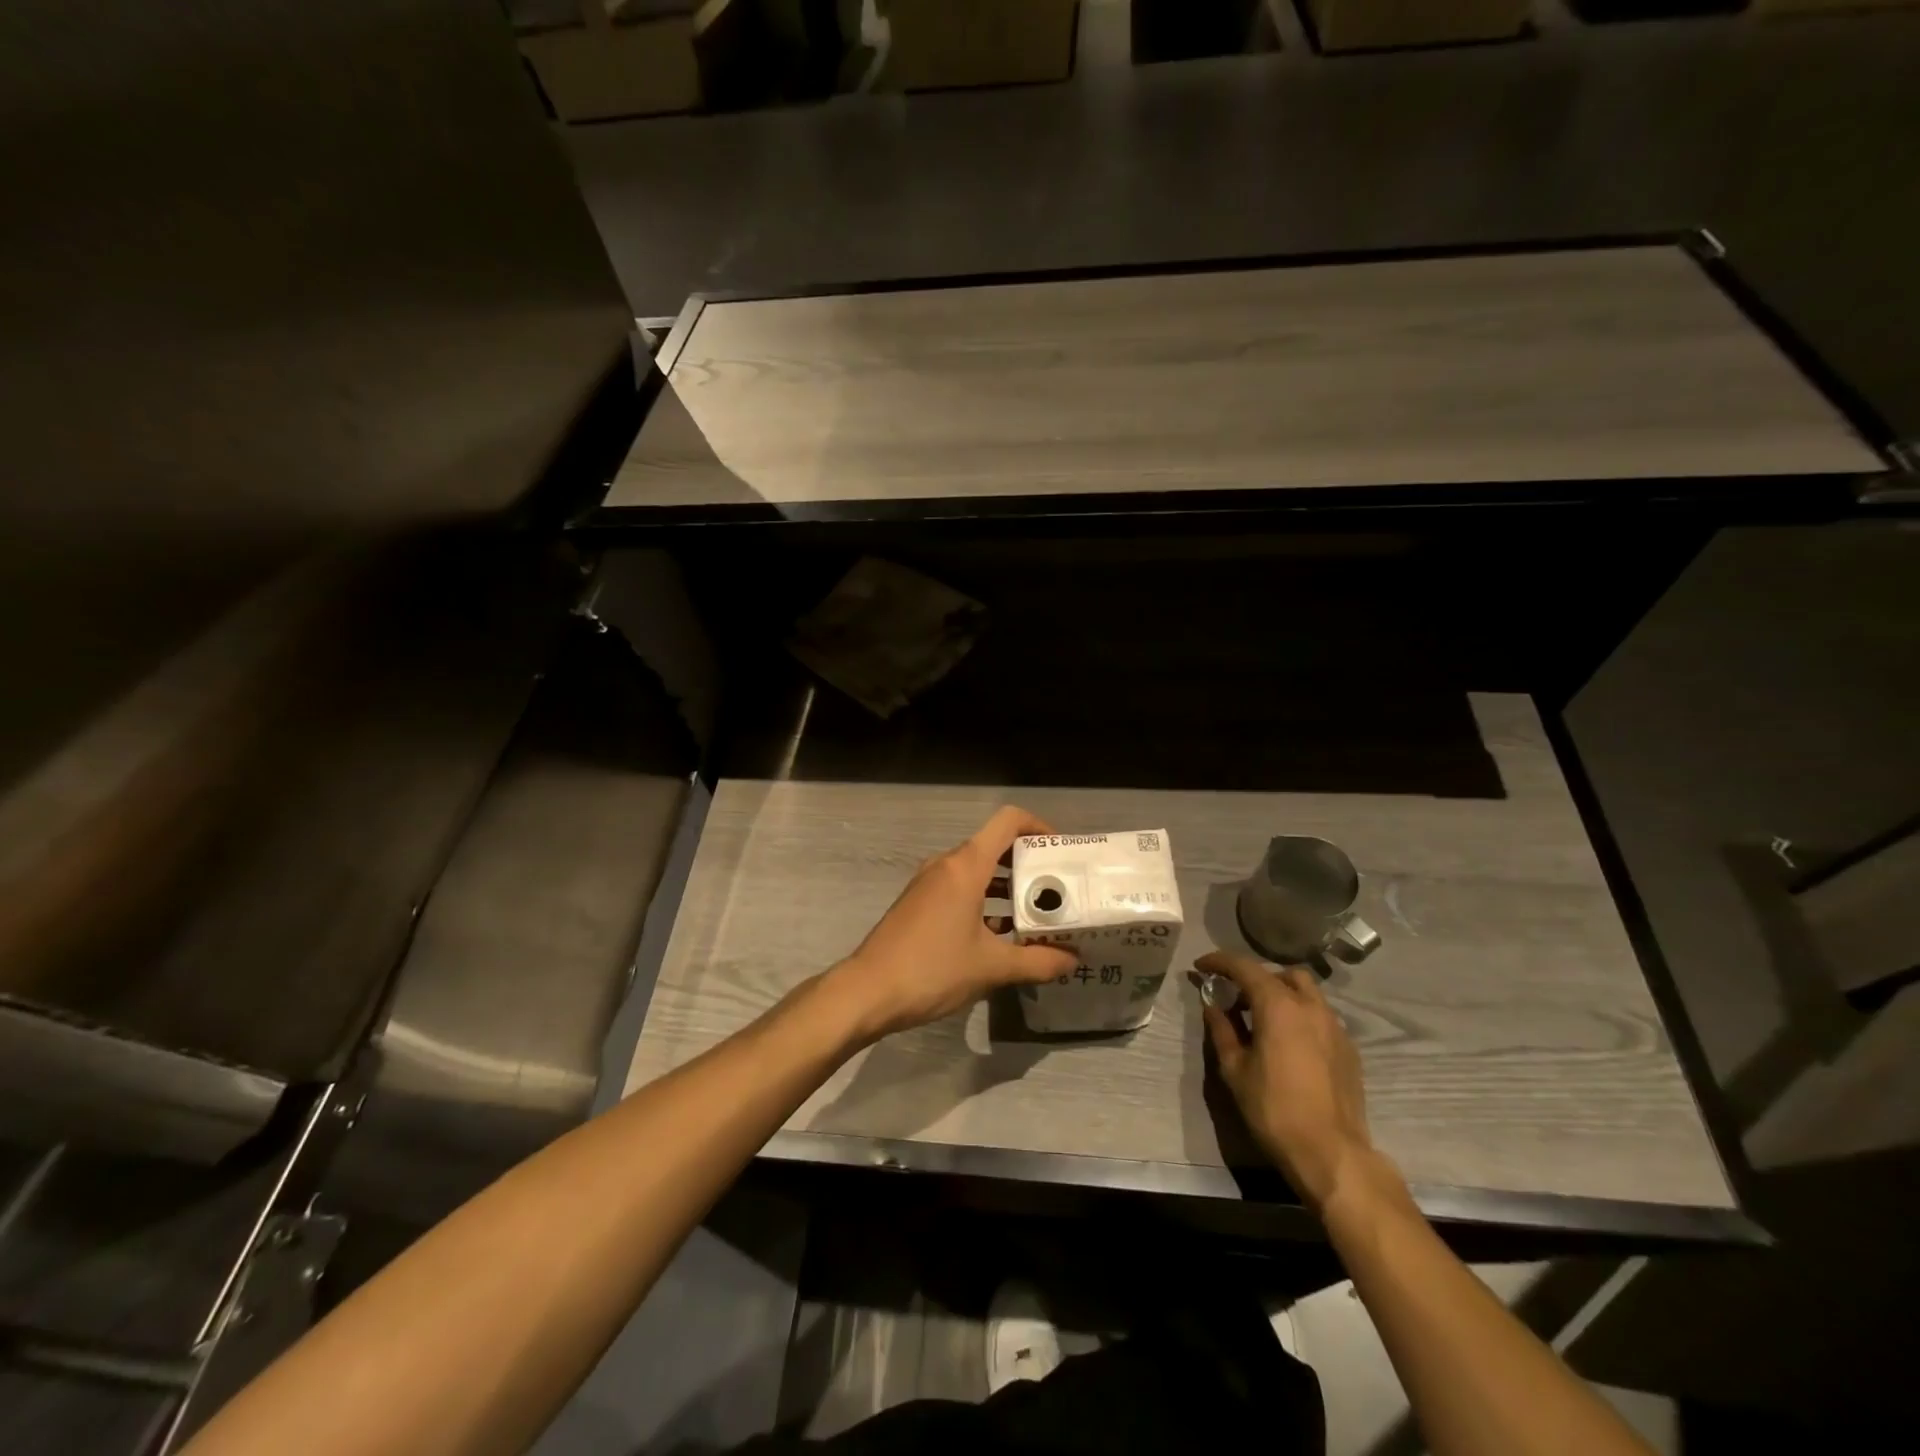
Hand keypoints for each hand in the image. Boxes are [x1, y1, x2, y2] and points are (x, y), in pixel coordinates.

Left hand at [829, 807, 1078, 1041]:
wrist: (867, 991)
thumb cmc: (933, 969)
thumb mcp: (992, 968)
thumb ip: (1038, 961)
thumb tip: (1072, 959)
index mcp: (965, 866)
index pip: (1008, 821)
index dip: (1038, 826)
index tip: (1060, 852)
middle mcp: (946, 864)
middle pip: (994, 846)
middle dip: (1028, 864)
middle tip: (1058, 890)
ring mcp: (928, 882)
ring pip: (977, 870)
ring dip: (1006, 887)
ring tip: (1035, 915)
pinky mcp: (918, 902)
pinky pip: (959, 887)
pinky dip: (984, 900)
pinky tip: (999, 934)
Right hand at [1196, 950, 1381, 1213]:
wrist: (1331, 1153)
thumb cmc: (1273, 1108)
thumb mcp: (1235, 1069)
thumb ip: (1222, 1030)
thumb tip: (1213, 1006)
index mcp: (1278, 1005)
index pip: (1244, 967)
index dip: (1220, 962)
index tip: (1201, 966)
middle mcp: (1310, 1006)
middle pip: (1282, 974)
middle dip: (1257, 977)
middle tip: (1236, 997)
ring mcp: (1335, 1026)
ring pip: (1307, 993)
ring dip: (1282, 994)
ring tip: (1264, 1019)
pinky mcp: (1349, 1048)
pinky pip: (1321, 1017)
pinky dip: (1301, 1016)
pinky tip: (1290, 1043)